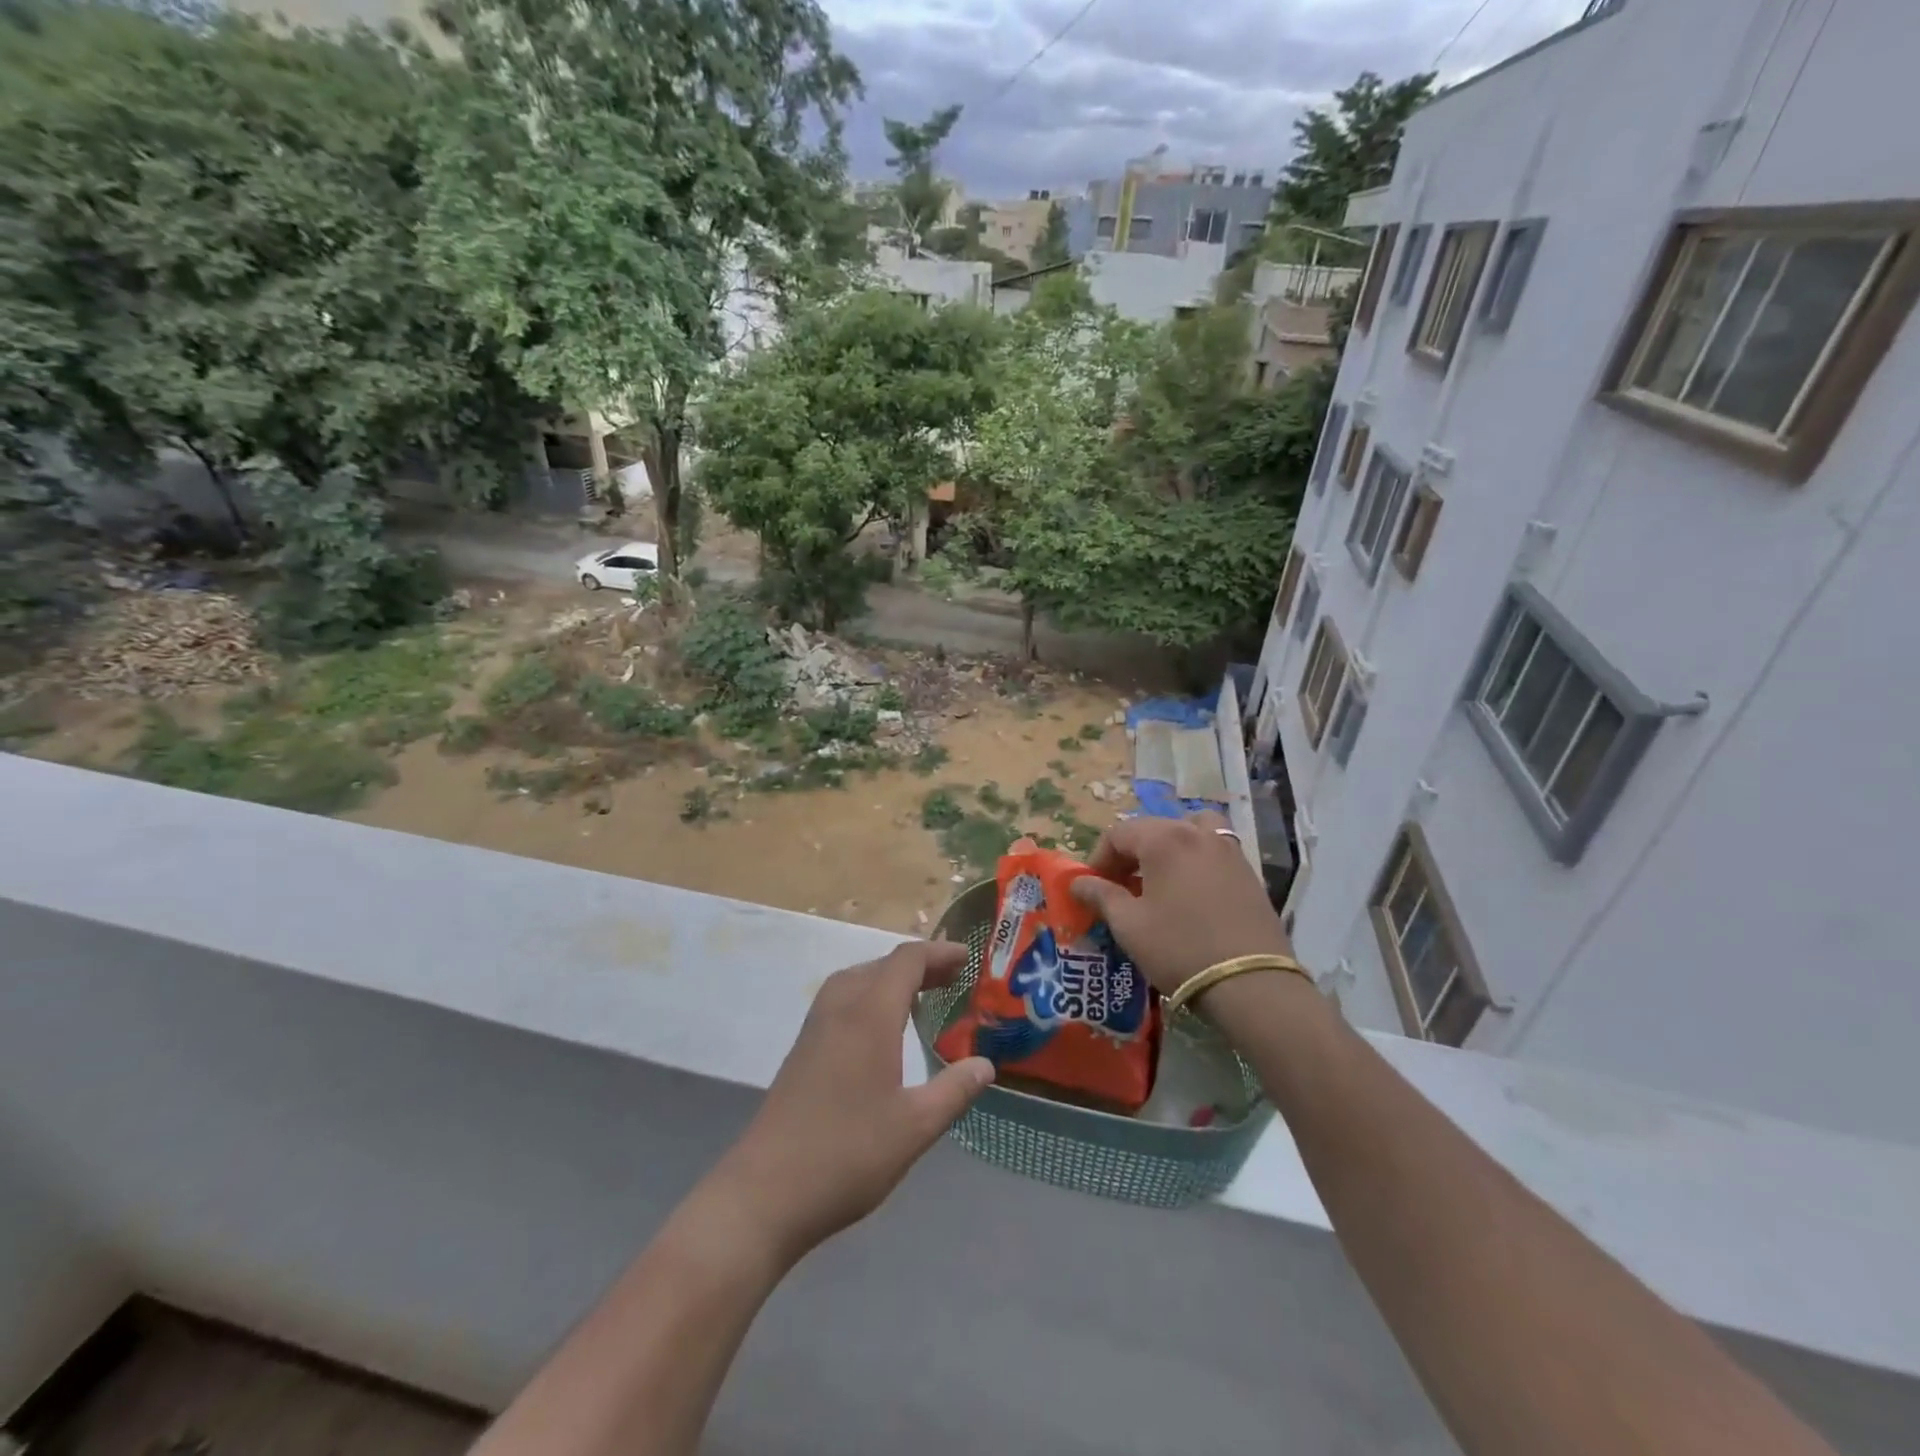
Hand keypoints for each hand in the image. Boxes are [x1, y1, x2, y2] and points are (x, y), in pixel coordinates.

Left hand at [713, 942, 994, 1266]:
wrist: (764, 1193)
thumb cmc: (847, 1154)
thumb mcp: (914, 1127)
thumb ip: (954, 1091)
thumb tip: (985, 1064)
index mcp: (869, 1014)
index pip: (907, 960)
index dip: (939, 953)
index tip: (968, 957)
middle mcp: (840, 1008)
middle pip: (882, 965)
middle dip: (919, 965)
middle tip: (953, 980)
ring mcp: (815, 1027)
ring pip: (857, 979)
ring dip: (891, 978)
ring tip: (920, 998)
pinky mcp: (802, 1049)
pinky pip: (842, 1000)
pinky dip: (869, 996)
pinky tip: (880, 1031)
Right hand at [1071, 812, 1292, 996]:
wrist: (1250, 983)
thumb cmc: (1179, 948)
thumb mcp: (1129, 925)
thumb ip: (1101, 896)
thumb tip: (1079, 882)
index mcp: (1163, 839)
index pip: (1119, 833)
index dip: (1099, 858)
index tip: (1093, 888)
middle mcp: (1197, 833)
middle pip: (1153, 828)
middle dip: (1130, 853)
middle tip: (1121, 887)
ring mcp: (1228, 850)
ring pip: (1189, 830)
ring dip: (1168, 847)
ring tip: (1160, 878)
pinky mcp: (1248, 872)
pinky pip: (1214, 850)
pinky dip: (1196, 858)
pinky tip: (1191, 893)